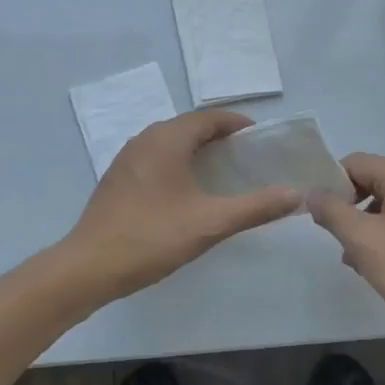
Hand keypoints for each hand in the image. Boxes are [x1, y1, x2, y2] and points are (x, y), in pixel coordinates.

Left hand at [65, 110, 301, 298]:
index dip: (236, 124)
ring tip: (221, 172)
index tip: (259, 138)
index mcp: (167, 140)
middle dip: (218, 136)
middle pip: (188, 127)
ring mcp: (126, 159)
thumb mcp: (210, 223)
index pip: (208, 118)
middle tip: (246, 157)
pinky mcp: (117, 179)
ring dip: (196, 149)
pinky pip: (154, 158)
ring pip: (169, 142)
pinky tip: (186, 191)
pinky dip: (176, 163)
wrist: (89, 266)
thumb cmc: (152, 237)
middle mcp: (144, 139)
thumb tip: (294, 193)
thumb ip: (255, 207)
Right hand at [306, 152, 384, 347]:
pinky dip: (383, 236)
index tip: (318, 211)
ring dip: (363, 225)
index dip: (332, 181)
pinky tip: (374, 265)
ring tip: (351, 257)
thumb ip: (332, 211)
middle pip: (373, 181)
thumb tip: (313, 193)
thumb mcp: (363, 240)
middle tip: (332, 235)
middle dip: (347, 205)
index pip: (357, 162)